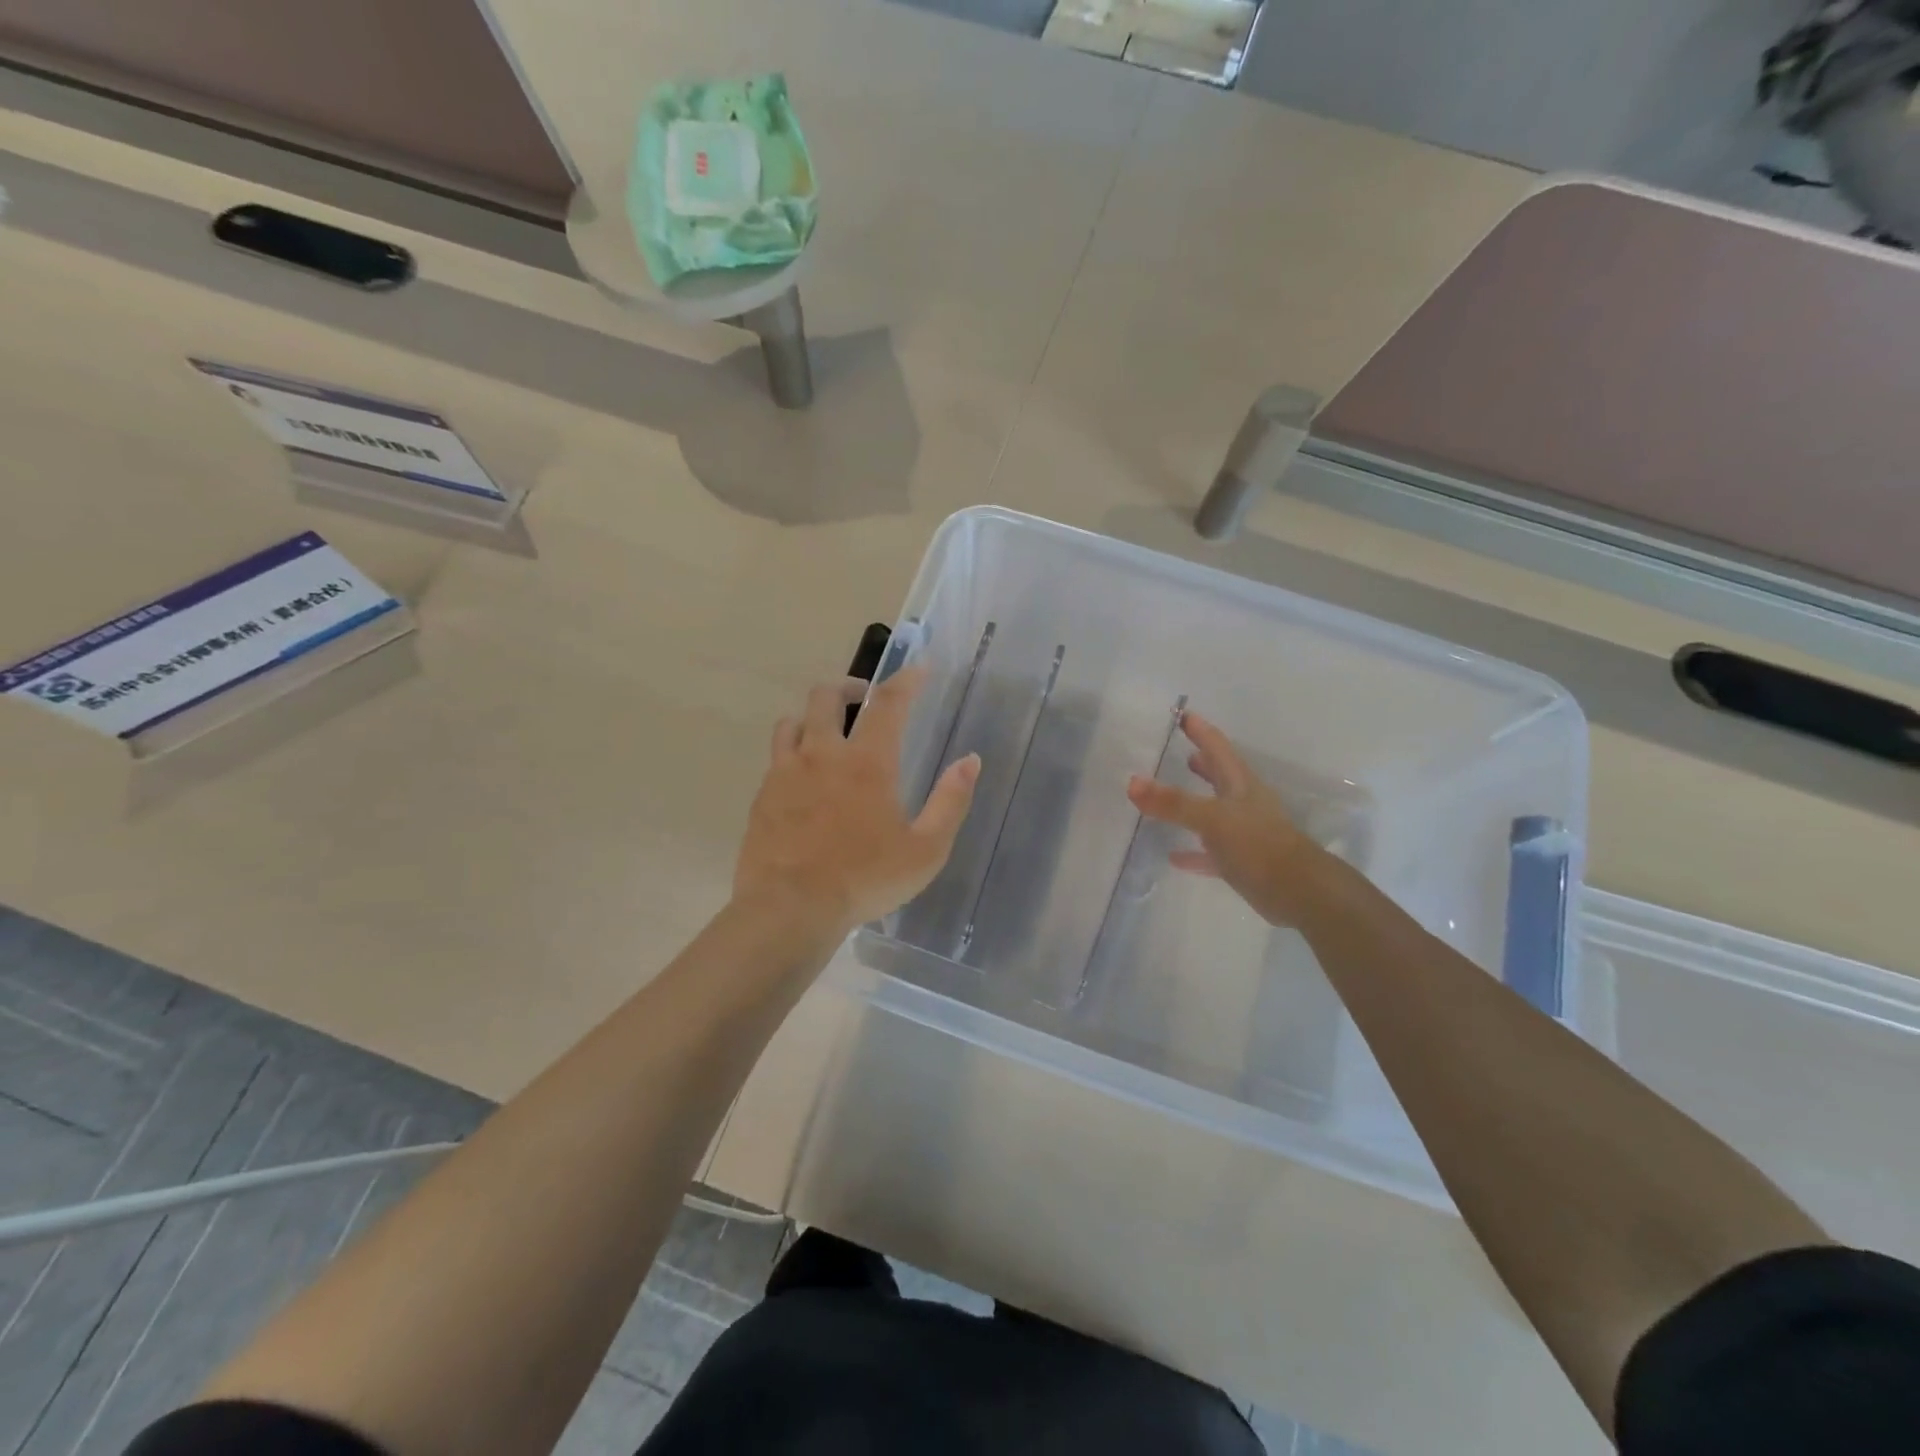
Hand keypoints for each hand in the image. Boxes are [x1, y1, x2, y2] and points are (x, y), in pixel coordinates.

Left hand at [735, 669, 980, 934]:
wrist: (790, 909)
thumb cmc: (865, 879)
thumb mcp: (926, 849)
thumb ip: (951, 801)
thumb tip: (970, 761)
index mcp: (866, 762)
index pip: (888, 703)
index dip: (905, 680)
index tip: (918, 668)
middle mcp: (822, 754)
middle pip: (826, 697)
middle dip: (848, 688)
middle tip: (862, 699)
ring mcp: (785, 773)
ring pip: (792, 721)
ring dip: (812, 717)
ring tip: (826, 733)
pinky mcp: (762, 796)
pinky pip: (775, 758)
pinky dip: (791, 752)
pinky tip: (802, 778)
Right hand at [1126, 710, 1341, 926]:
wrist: (1298, 891)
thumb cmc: (1258, 844)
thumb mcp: (1212, 819)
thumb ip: (1173, 802)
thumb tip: (1132, 782)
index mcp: (1240, 784)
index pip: (1217, 747)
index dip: (1200, 730)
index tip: (1181, 714)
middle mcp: (1243, 803)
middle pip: (1219, 775)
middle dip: (1201, 761)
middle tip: (1180, 748)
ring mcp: (1243, 832)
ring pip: (1214, 810)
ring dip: (1194, 801)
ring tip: (1168, 795)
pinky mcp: (1241, 861)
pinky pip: (1210, 851)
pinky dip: (1192, 851)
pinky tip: (1173, 855)